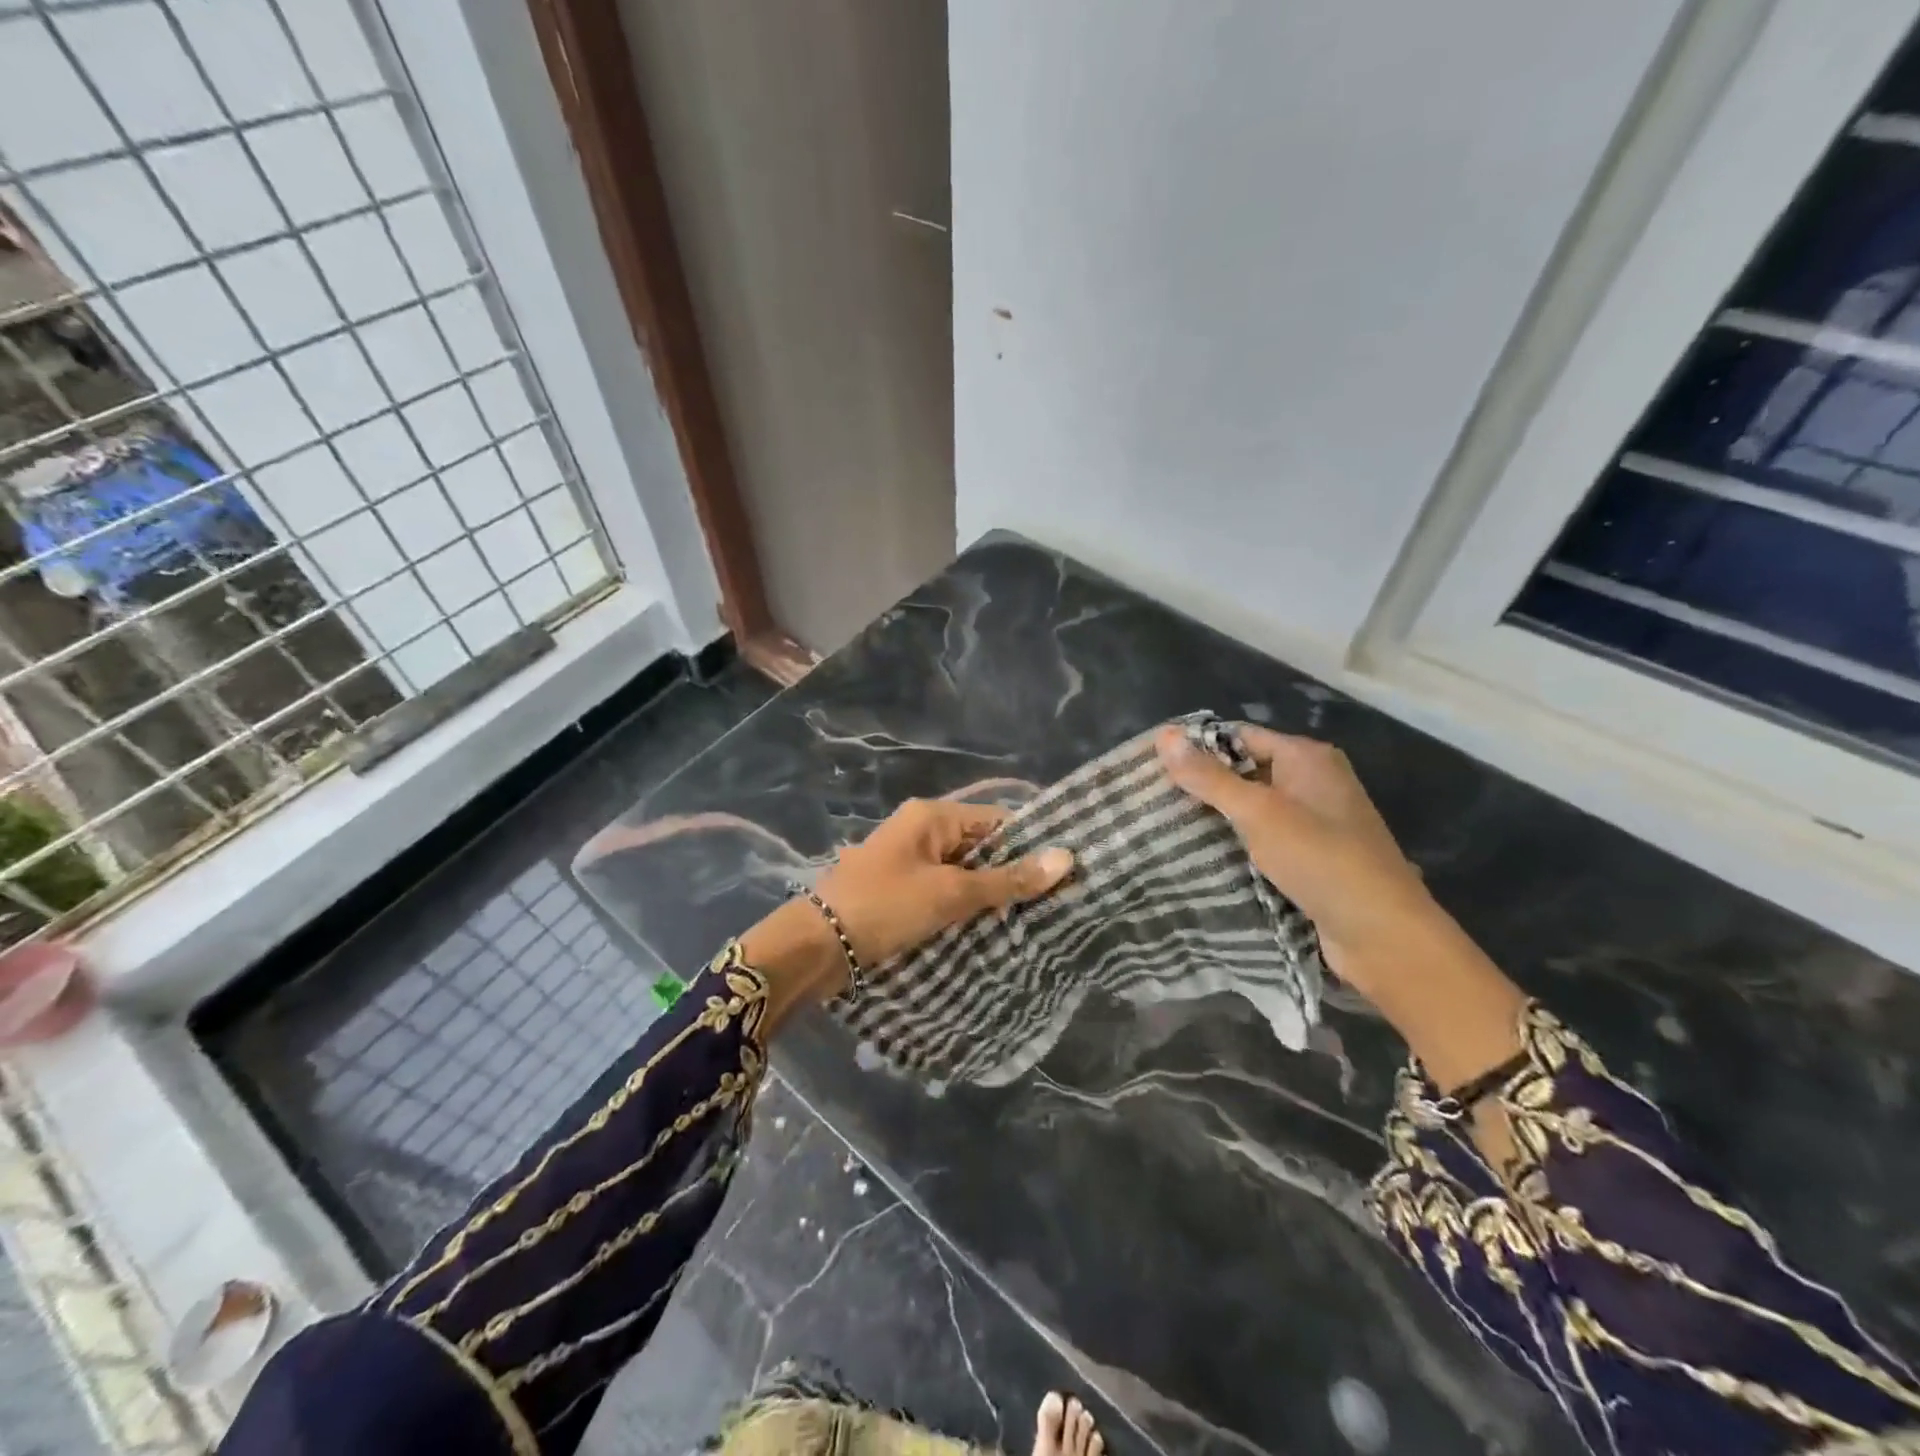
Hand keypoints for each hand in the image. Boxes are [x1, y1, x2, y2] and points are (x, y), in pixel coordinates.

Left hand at [738, 799, 1071, 1030]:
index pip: (996, 820)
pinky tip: (987, 929)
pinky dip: (962, 906)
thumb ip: (1007, 880)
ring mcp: (906, 860)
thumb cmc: (885, 907)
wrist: (814, 947)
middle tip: (1052, 903)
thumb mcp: (951, 894)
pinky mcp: (898, 889)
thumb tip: (1067, 858)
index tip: (1063, 874)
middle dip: (1010, 873)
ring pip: (961, 871)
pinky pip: (941, 890)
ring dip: (987, 894)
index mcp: (932, 816)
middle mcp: (920, 829)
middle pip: (979, 846)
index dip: (1029, 845)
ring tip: (1029, 920)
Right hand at [1155, 725, 1436, 996]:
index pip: (1240, 736)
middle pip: (1246, 772)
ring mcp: (1316, 822)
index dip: (1198, 748)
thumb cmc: (1320, 858)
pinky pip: (1265, 840)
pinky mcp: (1313, 858)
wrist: (1381, 933)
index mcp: (1307, 757)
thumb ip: (1209, 777)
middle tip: (1153, 801)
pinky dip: (1238, 845)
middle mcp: (1314, 782)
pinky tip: (1203, 858)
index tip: (1153, 767)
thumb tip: (1164, 736)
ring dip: (1218, 819)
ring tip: (1166, 828)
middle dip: (1204, 786)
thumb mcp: (1258, 812)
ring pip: (1253, 810)